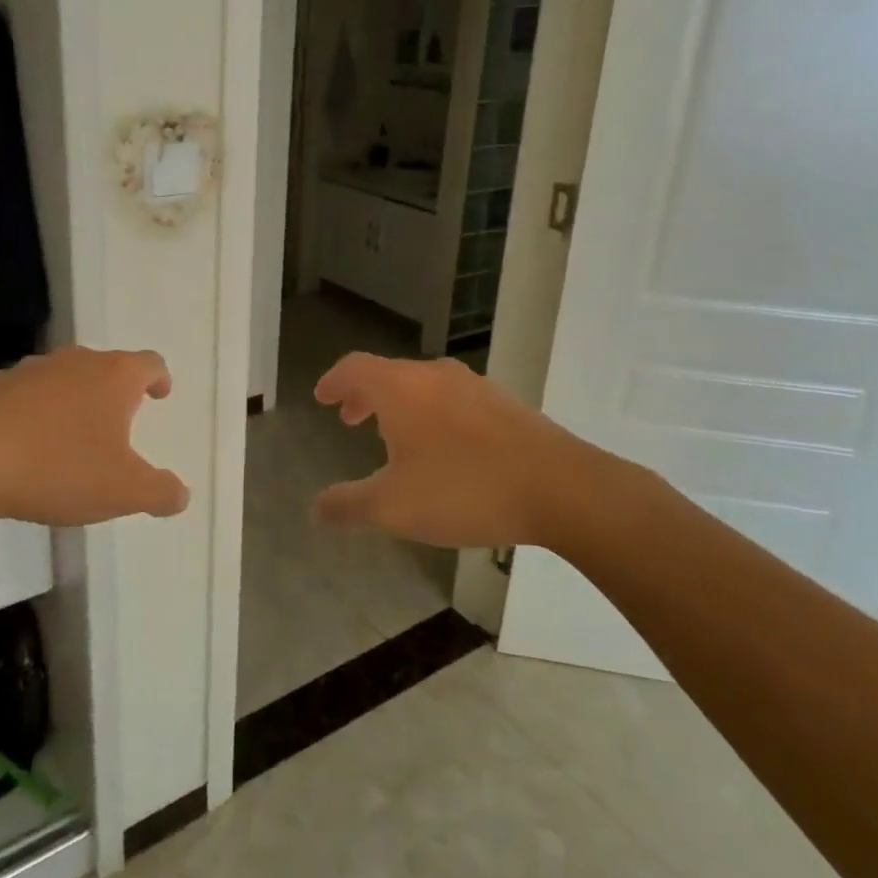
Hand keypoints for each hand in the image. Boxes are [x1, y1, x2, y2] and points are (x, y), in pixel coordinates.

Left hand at [0, 346, 189, 526]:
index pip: (149, 363)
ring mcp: (30, 370)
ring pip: (64, 377)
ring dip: (73, 399)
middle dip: (115, 390)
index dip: (159, 378)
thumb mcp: (123, 491)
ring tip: (71, 435)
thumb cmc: (59, 468)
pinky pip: (24, 394)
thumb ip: (160, 492)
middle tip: (118, 420)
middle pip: (106, 366)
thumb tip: (180, 495)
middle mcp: (75, 362)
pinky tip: (25, 442)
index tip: (160, 393)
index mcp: (114, 377)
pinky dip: (34, 411)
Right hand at [312, 353, 641, 549]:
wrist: (562, 488)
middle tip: (350, 418)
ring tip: (395, 437)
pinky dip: (432, 414)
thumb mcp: (394, 508)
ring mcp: (475, 386)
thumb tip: (316, 509)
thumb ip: (349, 506)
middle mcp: (435, 375)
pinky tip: (444, 450)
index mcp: (400, 388)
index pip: (354, 368)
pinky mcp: (506, 404)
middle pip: (388, 374)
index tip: (322, 397)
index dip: (334, 381)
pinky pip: (453, 400)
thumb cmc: (465, 490)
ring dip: (400, 406)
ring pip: (423, 386)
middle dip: (364, 395)